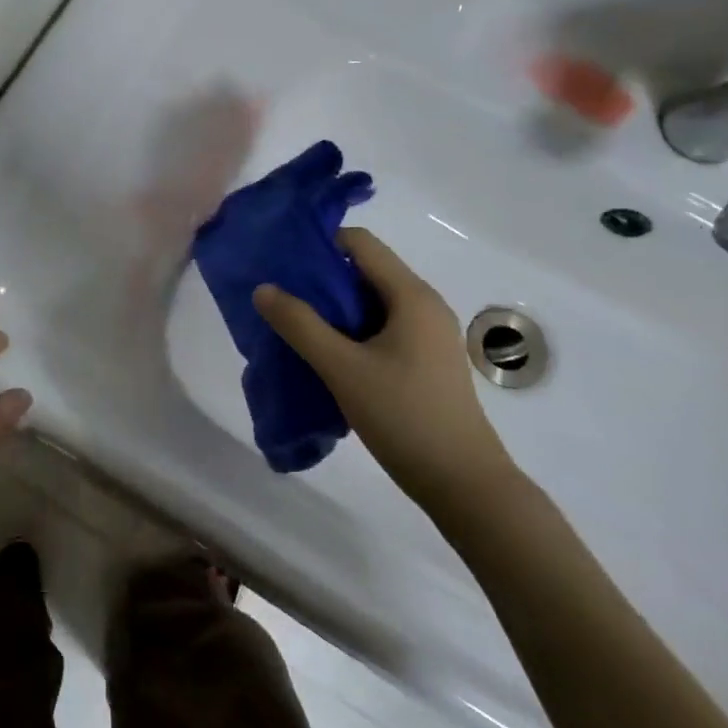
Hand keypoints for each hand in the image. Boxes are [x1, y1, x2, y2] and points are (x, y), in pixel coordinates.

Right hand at [253, 227, 518, 515]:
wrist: (464, 485)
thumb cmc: (404, 417)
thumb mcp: (342, 368)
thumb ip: (300, 324)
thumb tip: (263, 288)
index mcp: (411, 295)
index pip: (360, 243)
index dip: (320, 243)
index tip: (281, 260)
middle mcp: (423, 305)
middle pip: (364, 271)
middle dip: (320, 278)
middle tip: (279, 294)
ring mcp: (426, 335)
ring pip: (369, 303)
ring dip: (331, 308)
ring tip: (292, 324)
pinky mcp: (423, 361)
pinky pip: (379, 328)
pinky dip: (348, 331)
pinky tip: (323, 354)